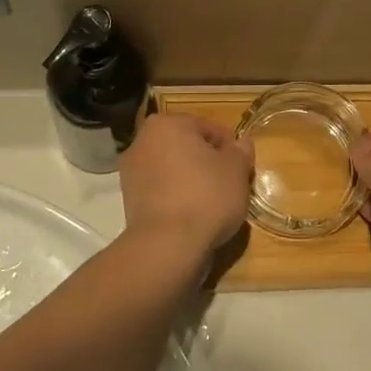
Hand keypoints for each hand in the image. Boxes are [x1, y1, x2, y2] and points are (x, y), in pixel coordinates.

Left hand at [119, 111, 251, 261]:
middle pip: (187, 147)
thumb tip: (241, 144)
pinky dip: (177, 198)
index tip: (242, 167)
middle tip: (230, 183)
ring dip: (191, 180)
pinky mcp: (129, 202)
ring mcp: (131, 173)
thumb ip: (240, 151)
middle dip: (208, 162)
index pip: (208, 127)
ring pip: (173, 170)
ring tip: (213, 203)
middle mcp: (142, 142)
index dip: (229, 146)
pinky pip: (162, 192)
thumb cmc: (206, 196)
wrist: (167, 246)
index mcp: (166, 124)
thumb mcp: (236, 170)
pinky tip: (193, 216)